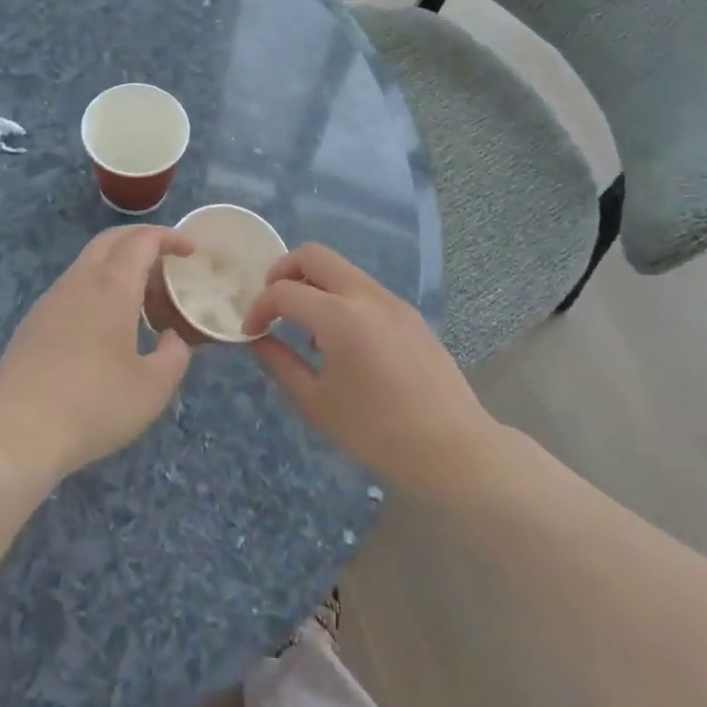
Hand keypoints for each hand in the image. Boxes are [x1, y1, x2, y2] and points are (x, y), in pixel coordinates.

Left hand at [0, 226, 195, 491]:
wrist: (18, 431)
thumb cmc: (94, 405)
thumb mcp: (152, 389)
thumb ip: (174, 356)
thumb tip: (172, 339)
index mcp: (112, 286)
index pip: (142, 241)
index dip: (169, 237)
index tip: (190, 250)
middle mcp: (79, 281)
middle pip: (110, 240)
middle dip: (140, 240)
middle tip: (166, 260)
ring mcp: (51, 299)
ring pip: (87, 262)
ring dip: (116, 264)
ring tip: (140, 296)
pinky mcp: (33, 322)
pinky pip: (71, 287)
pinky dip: (96, 287)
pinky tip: (104, 323)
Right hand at [242, 243, 502, 494]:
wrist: (455, 450)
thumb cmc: (379, 433)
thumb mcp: (317, 404)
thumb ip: (281, 364)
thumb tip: (259, 340)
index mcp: (340, 317)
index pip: (283, 291)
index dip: (259, 307)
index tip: (251, 332)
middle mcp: (366, 296)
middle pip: (313, 255)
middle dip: (282, 272)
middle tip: (272, 305)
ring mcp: (392, 302)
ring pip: (341, 268)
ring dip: (313, 284)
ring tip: (305, 327)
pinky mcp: (409, 314)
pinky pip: (363, 289)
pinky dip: (340, 297)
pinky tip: (341, 340)